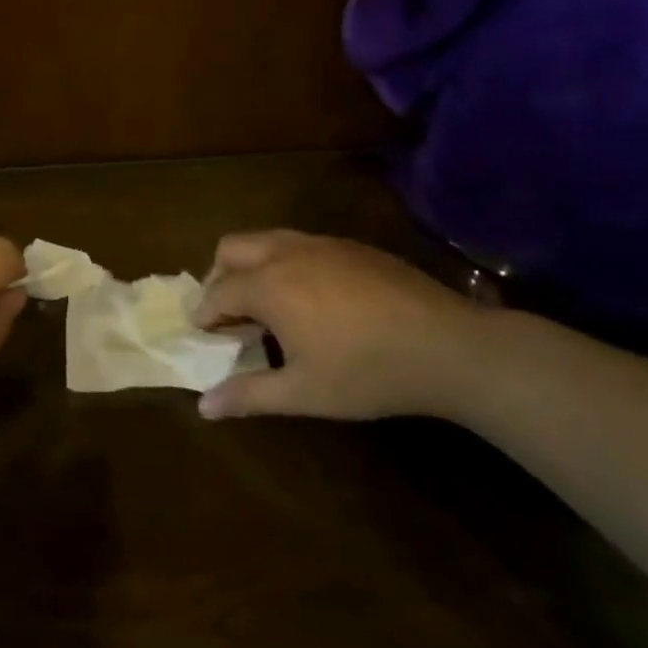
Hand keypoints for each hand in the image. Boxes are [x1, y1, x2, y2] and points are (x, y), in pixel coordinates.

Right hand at [192, 230, 492, 422]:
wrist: (447, 345)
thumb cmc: (368, 373)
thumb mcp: (304, 392)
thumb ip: (249, 395)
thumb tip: (202, 407)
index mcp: (269, 285)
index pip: (218, 292)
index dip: (204, 313)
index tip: (200, 332)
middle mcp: (287, 253)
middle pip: (232, 248)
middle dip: (218, 276)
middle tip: (227, 312)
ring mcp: (322, 244)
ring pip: (266, 239)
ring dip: (251, 265)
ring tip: (264, 303)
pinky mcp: (351, 246)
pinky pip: (300, 244)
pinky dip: (284, 263)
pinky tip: (310, 298)